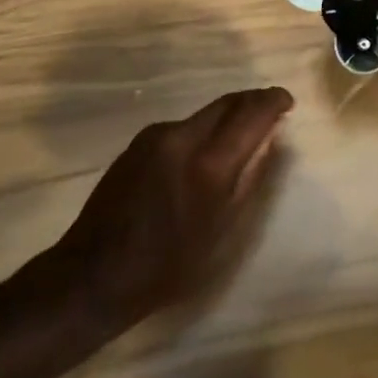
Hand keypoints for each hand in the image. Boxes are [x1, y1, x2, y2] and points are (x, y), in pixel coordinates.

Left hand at [13, 87, 294, 343]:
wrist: (90, 277)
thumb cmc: (166, 267)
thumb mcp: (221, 232)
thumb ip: (250, 178)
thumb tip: (271, 137)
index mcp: (208, 164)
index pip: (251, 114)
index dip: (273, 101)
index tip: (287, 101)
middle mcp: (182, 136)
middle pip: (227, 103)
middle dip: (252, 102)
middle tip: (271, 110)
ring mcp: (156, 135)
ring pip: (204, 113)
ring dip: (227, 116)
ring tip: (240, 134)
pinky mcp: (138, 142)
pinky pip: (182, 126)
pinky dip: (202, 130)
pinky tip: (202, 154)